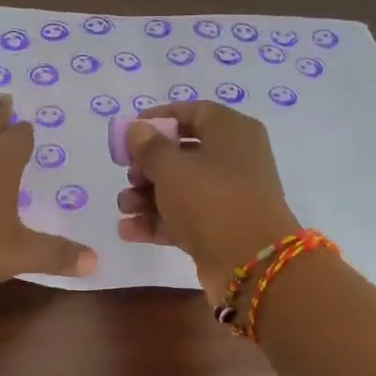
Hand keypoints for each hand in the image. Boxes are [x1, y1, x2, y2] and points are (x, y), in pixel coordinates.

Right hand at [117, 101, 299, 294]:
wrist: (252, 263)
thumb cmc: (211, 200)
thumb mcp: (172, 168)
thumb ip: (148, 146)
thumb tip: (137, 129)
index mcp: (231, 131)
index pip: (192, 112)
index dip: (158, 118)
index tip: (129, 132)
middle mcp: (234, 159)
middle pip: (183, 152)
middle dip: (147, 166)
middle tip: (128, 177)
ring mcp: (229, 195)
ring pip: (181, 187)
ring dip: (147, 196)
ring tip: (123, 207)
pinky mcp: (221, 226)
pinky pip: (184, 216)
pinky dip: (158, 220)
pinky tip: (128, 230)